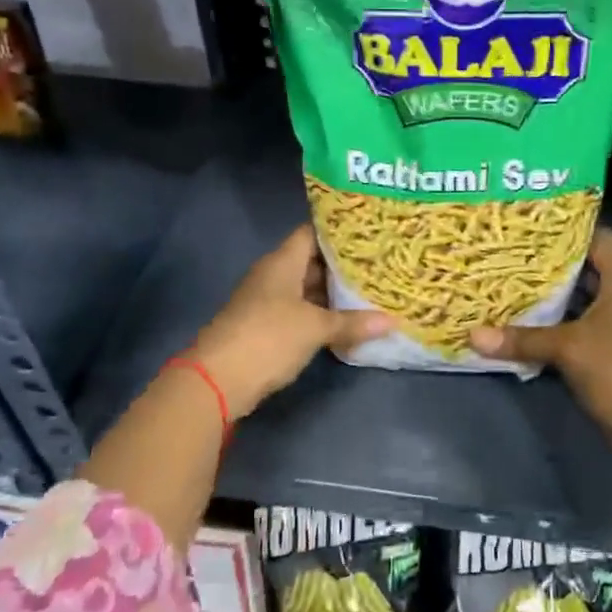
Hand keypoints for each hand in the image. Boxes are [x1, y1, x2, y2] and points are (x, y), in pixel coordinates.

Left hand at [192, 225, 391, 418]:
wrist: (219, 379)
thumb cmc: (269, 337)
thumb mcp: (316, 328)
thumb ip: (352, 322)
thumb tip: (392, 321)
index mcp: (282, 263)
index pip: (311, 233)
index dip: (338, 232)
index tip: (369, 234)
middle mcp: (273, 276)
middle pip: (311, 262)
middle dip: (343, 267)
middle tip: (379, 266)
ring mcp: (267, 303)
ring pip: (306, 290)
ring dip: (333, 295)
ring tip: (371, 293)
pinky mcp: (266, 328)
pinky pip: (300, 313)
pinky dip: (321, 316)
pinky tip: (347, 323)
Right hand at [470, 228, 611, 452]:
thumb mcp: (565, 350)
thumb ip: (521, 339)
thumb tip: (473, 335)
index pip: (604, 240)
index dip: (573, 234)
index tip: (541, 235)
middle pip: (602, 269)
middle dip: (566, 269)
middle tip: (529, 264)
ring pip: (605, 298)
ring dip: (575, 298)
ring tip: (536, 293)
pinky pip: (610, 322)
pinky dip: (585, 320)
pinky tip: (557, 328)